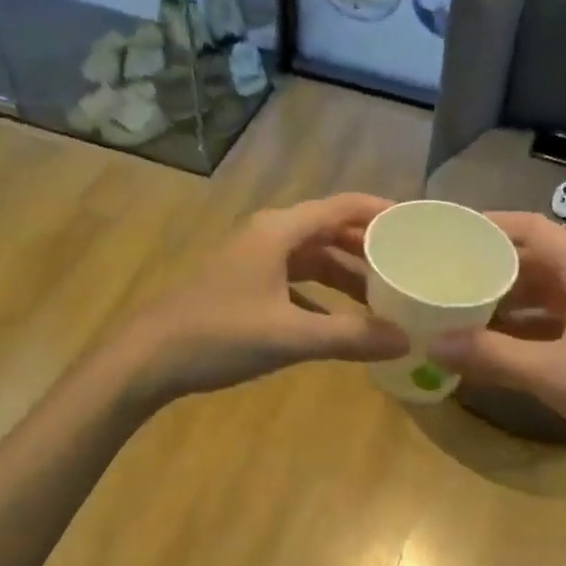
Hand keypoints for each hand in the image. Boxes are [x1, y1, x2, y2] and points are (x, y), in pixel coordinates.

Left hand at [122, 193, 408, 400]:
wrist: (146, 358)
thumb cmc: (218, 335)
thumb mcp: (289, 336)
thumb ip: (349, 337)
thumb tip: (405, 340)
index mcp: (279, 231)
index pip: (343, 207)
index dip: (382, 212)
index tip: (419, 226)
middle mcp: (268, 236)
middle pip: (330, 232)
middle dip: (369, 249)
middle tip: (410, 268)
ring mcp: (253, 261)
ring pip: (312, 259)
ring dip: (346, 276)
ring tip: (385, 298)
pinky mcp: (244, 286)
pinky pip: (295, 281)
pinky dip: (321, 297)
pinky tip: (339, 322)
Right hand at [425, 213, 565, 462]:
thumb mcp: (554, 373)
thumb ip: (491, 356)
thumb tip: (431, 345)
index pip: (531, 228)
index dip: (488, 227)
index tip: (447, 236)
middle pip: (537, 258)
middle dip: (491, 269)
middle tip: (444, 279)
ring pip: (549, 290)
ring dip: (509, 301)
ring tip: (461, 310)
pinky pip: (562, 317)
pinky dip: (530, 325)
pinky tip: (499, 344)